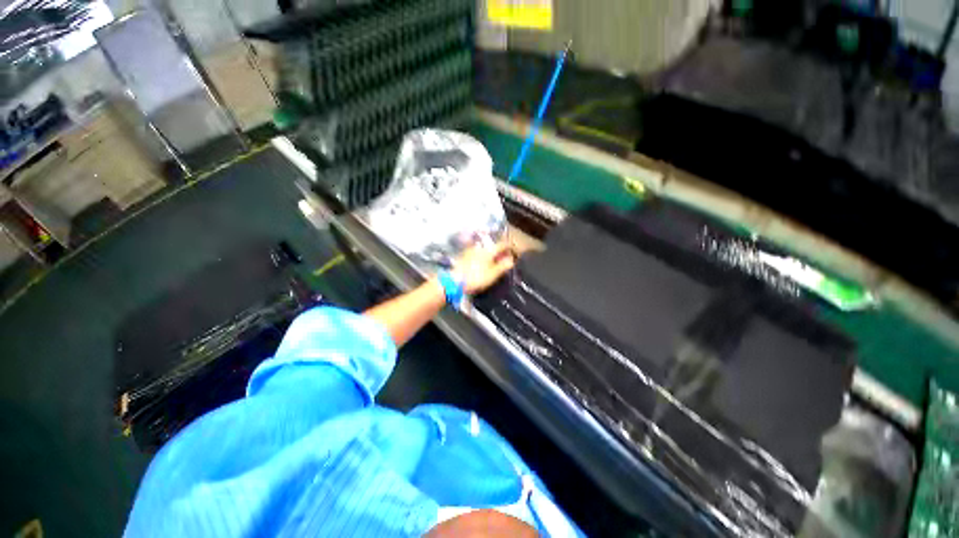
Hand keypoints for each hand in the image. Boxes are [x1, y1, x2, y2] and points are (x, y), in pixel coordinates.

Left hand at [451, 240, 515, 294]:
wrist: (454, 281)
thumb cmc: (476, 278)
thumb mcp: (493, 274)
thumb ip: (503, 266)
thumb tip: (511, 259)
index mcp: (489, 250)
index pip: (503, 244)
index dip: (510, 247)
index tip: (514, 251)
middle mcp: (480, 246)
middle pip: (493, 246)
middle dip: (500, 251)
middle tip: (505, 257)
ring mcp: (471, 250)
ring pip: (485, 249)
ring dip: (491, 253)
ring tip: (495, 261)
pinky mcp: (464, 255)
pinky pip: (478, 253)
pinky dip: (483, 256)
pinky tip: (483, 263)